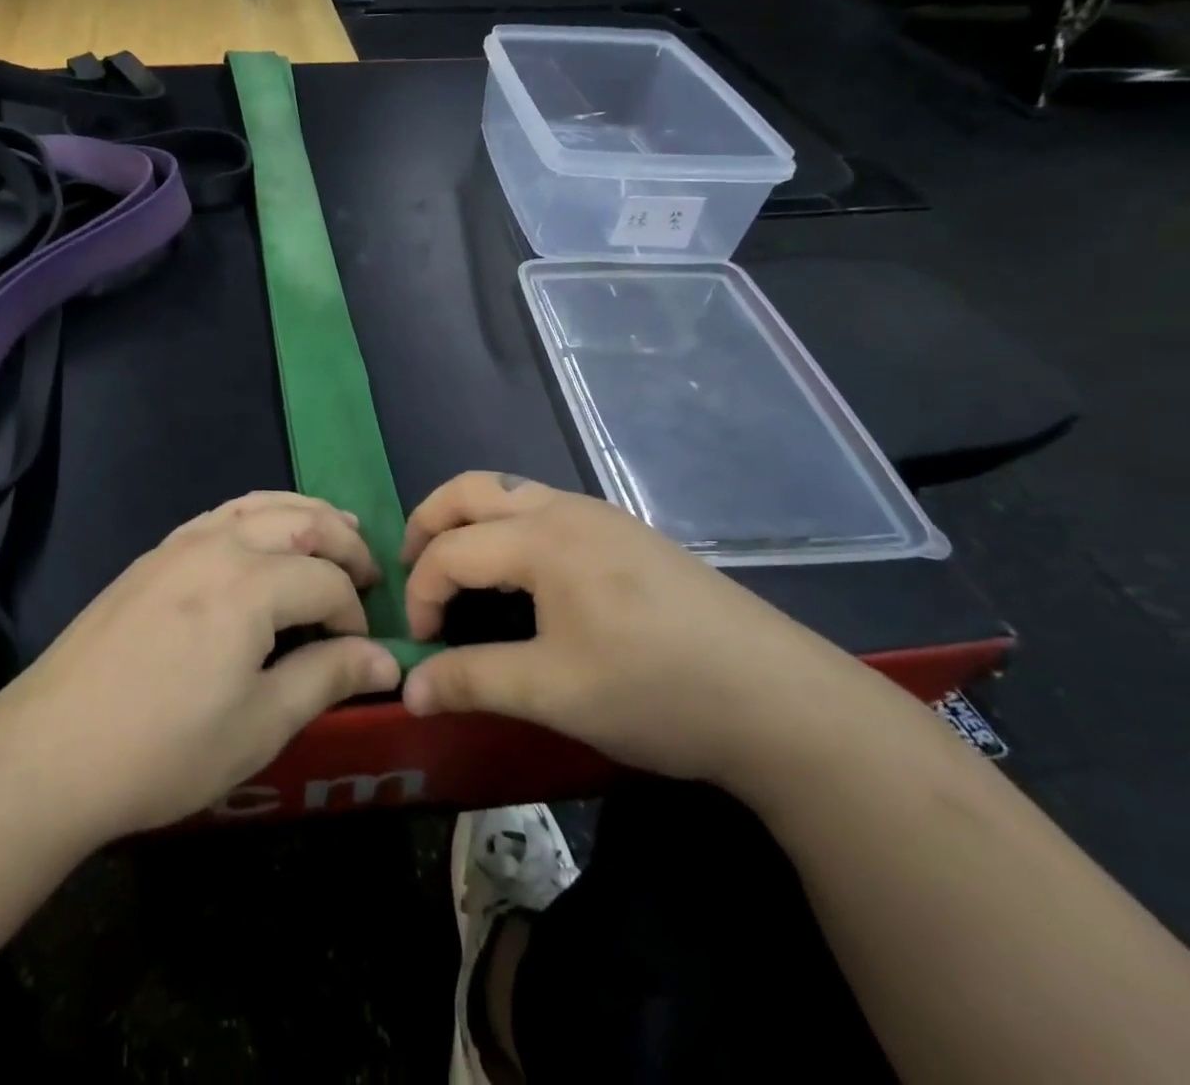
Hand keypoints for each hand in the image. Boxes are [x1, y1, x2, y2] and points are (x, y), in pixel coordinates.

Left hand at [0, 492, 400, 843]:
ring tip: (336, 530)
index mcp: (250, 585)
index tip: (359, 653)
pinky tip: (265, 536)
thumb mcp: (260, 725)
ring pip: (261, 505)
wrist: (50, 751)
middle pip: (302, 523)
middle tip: (369, 576)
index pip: (328, 581)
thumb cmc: (164, 749)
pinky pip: (222, 513)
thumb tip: (386, 658)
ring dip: (306, 515)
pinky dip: (261, 513)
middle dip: (345, 544)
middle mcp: (219, 546)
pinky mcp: (154, 555)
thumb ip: (328, 678)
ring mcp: (180, 543)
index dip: (354, 614)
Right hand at [398, 472, 866, 786]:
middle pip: (469, 489)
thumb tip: (407, 690)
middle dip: (426, 524)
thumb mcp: (553, 692)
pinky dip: (505, 528)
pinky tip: (520, 578)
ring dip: (467, 522)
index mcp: (541, 538)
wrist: (781, 700)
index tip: (421, 646)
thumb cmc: (656, 690)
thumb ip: (472, 680)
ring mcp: (600, 516)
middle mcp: (564, 509)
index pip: (449, 550)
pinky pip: (542, 508)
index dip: (421, 594)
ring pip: (508, 493)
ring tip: (457, 572)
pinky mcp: (625, 534)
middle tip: (409, 572)